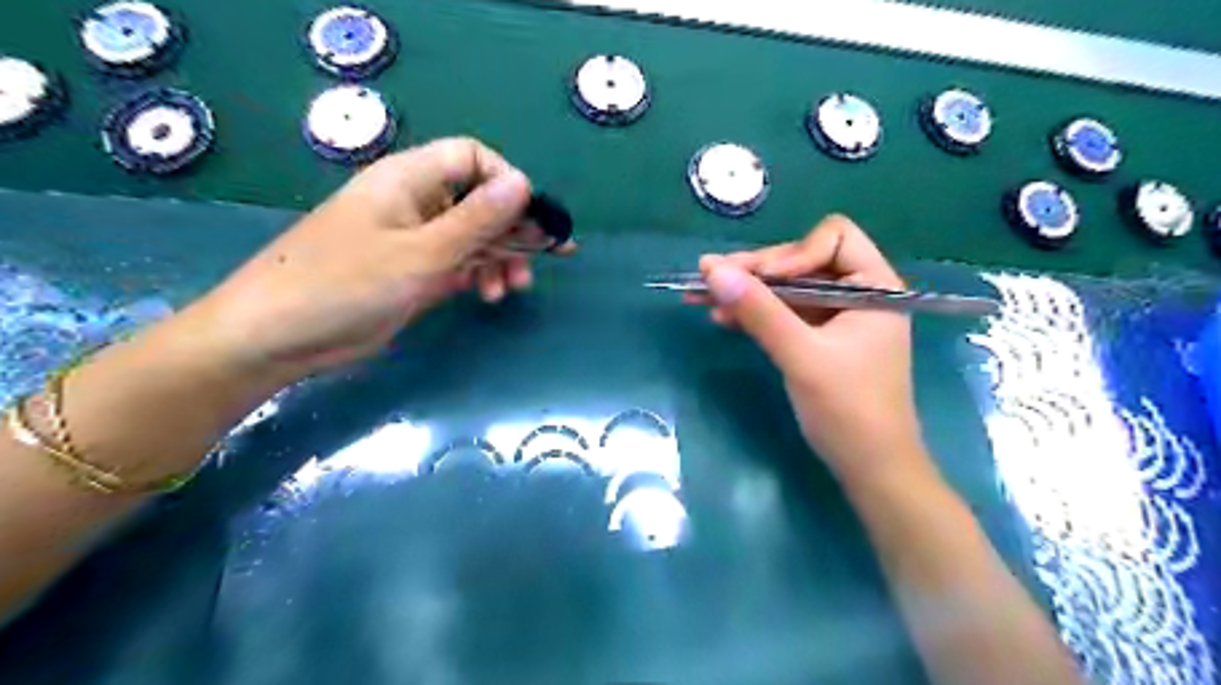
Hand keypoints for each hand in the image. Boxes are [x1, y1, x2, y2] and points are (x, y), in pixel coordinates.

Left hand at [185, 137, 567, 381]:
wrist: (277, 337)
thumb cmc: (346, 285)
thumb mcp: (421, 253)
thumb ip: (477, 220)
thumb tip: (524, 182)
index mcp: (410, 179)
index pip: (473, 158)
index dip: (507, 182)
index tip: (533, 219)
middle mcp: (415, 203)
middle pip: (479, 200)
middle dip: (514, 229)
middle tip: (547, 258)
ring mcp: (413, 239)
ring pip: (473, 236)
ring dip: (501, 258)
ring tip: (514, 289)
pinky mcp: (412, 272)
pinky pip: (458, 263)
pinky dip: (479, 276)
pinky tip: (490, 295)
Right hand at [695, 215, 925, 487]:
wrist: (870, 467)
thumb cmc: (848, 410)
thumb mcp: (801, 356)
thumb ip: (759, 311)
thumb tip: (712, 271)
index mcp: (875, 286)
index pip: (834, 238)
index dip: (794, 252)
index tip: (761, 279)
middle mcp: (859, 293)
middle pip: (803, 260)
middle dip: (757, 270)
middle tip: (710, 277)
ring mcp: (838, 317)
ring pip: (789, 287)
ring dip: (749, 292)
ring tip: (703, 296)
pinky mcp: (820, 338)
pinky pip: (785, 313)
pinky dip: (756, 313)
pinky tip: (723, 317)